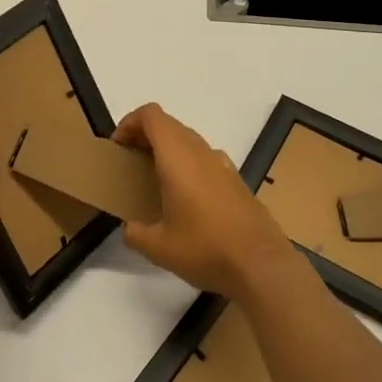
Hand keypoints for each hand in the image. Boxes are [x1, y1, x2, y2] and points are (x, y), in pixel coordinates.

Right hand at [112, 103, 293, 298]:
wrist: (262, 265)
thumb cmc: (206, 249)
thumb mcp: (158, 248)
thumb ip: (135, 233)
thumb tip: (130, 228)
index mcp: (178, 157)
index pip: (151, 116)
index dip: (129, 122)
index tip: (118, 147)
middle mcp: (201, 152)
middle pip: (169, 125)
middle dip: (145, 136)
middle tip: (130, 163)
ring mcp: (223, 165)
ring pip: (189, 141)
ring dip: (168, 150)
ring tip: (155, 180)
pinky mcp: (237, 181)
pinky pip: (206, 159)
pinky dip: (189, 165)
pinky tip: (187, 199)